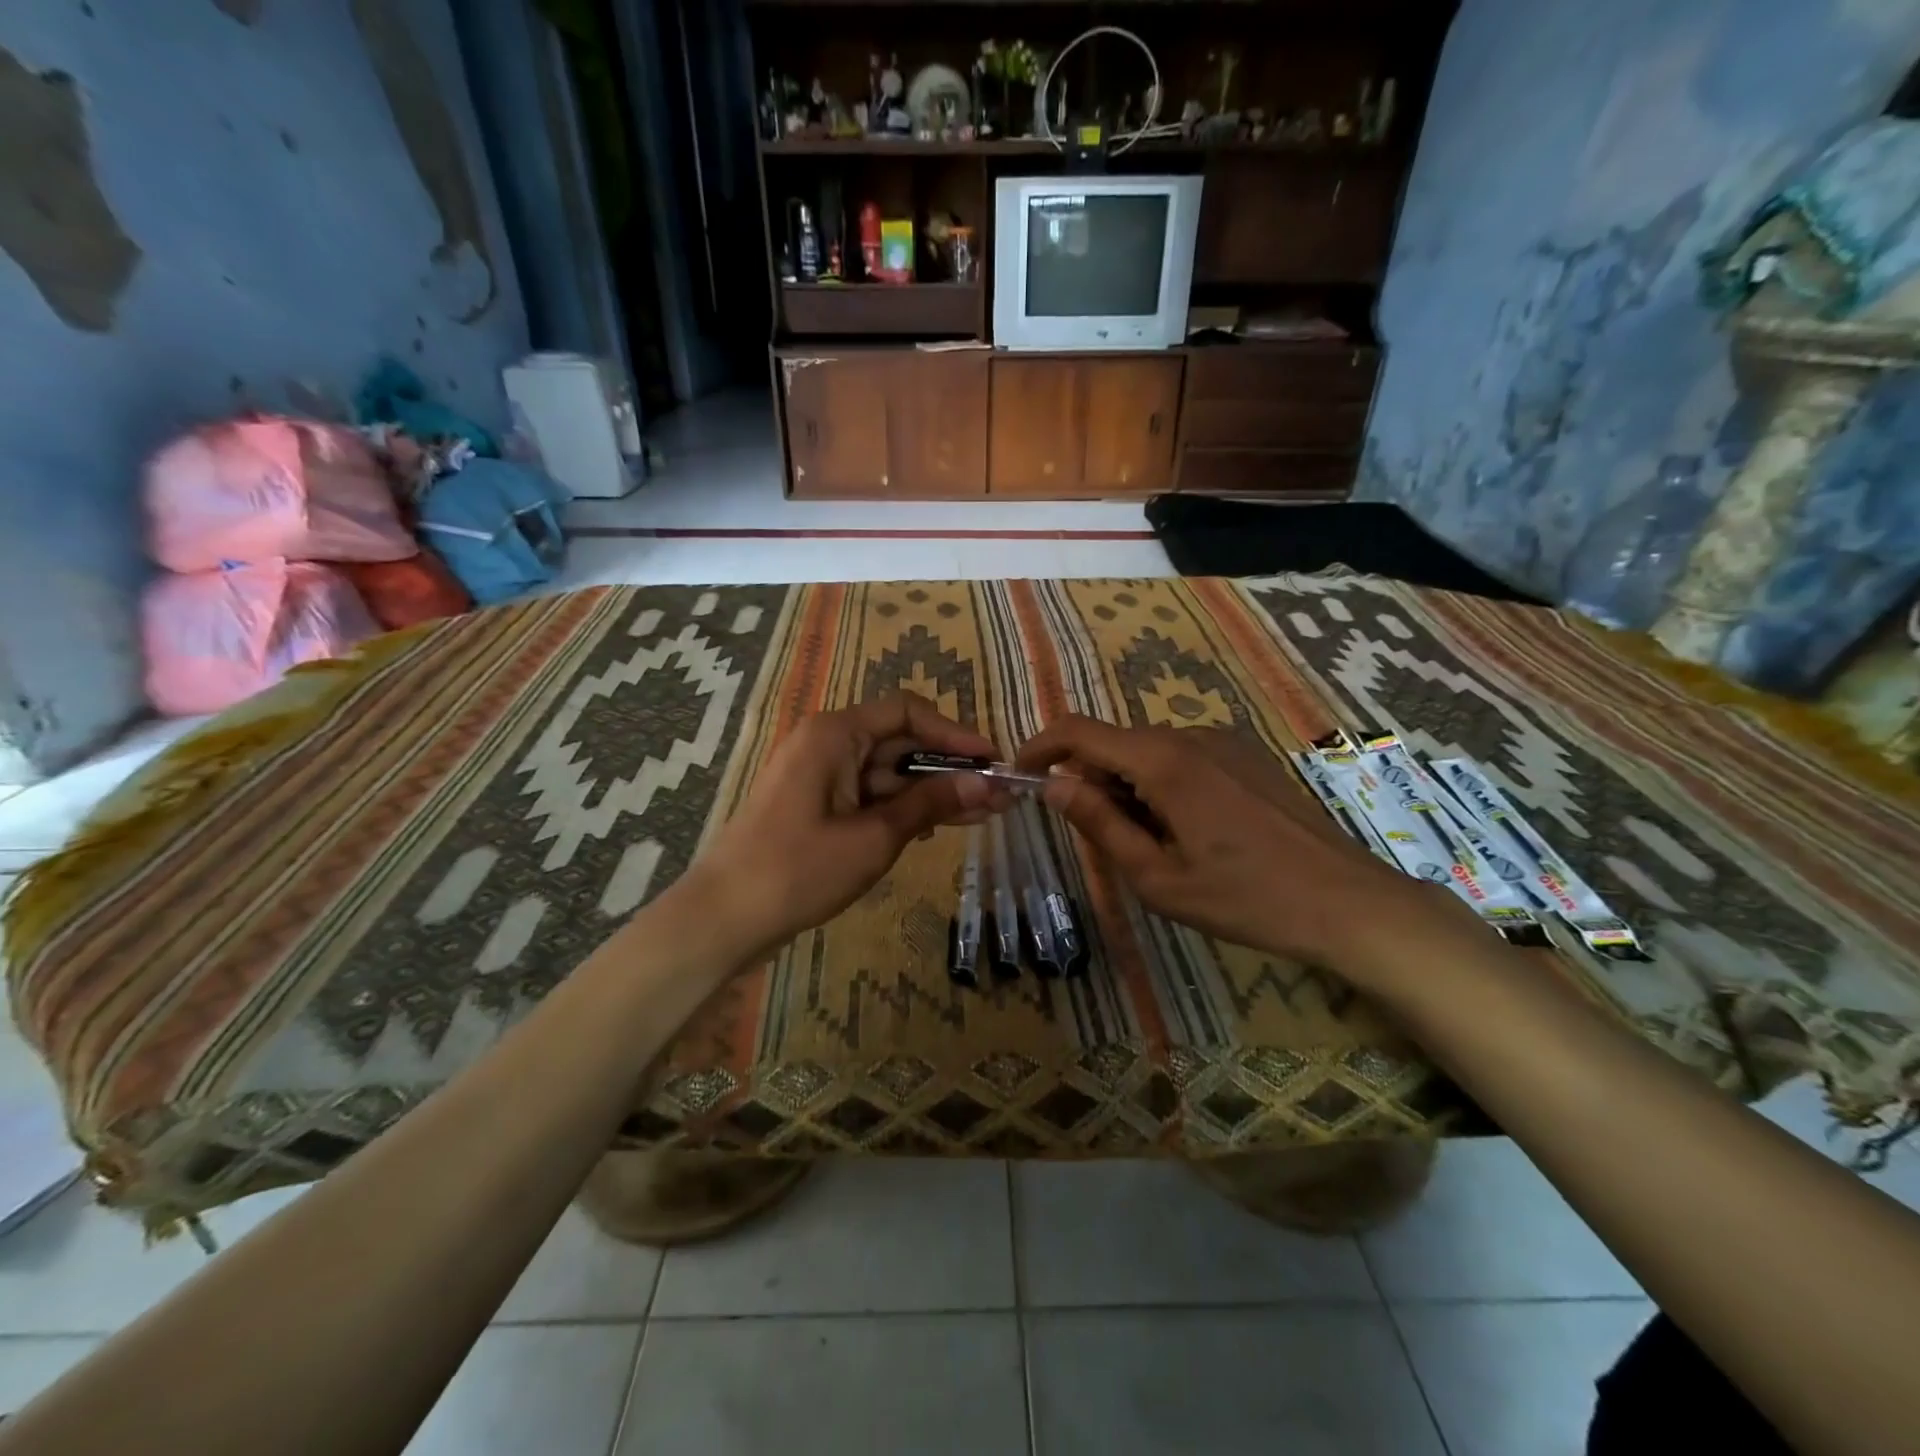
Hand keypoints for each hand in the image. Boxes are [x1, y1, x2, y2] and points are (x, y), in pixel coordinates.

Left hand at [686, 695, 1009, 960]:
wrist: (724, 918)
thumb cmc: (798, 870)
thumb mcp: (874, 837)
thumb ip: (930, 803)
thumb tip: (987, 784)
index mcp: (834, 734)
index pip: (907, 712)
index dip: (954, 734)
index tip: (993, 761)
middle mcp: (826, 743)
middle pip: (899, 742)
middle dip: (948, 769)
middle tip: (996, 796)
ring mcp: (819, 775)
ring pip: (887, 773)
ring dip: (930, 793)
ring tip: (982, 815)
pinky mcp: (816, 804)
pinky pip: (868, 795)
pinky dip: (901, 809)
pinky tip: (938, 828)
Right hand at [1016, 716, 1458, 970]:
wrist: (1346, 902)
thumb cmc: (1244, 898)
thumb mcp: (1157, 876)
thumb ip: (1100, 823)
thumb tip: (1053, 784)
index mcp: (1162, 762)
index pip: (1078, 731)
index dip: (1040, 747)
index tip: (1021, 776)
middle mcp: (1189, 736)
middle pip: (1114, 743)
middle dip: (1091, 781)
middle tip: (1102, 840)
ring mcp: (1223, 741)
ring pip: (1148, 752)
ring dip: (1129, 787)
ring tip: (1155, 847)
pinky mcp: (1246, 754)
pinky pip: (1182, 757)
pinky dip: (1162, 784)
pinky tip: (1191, 832)